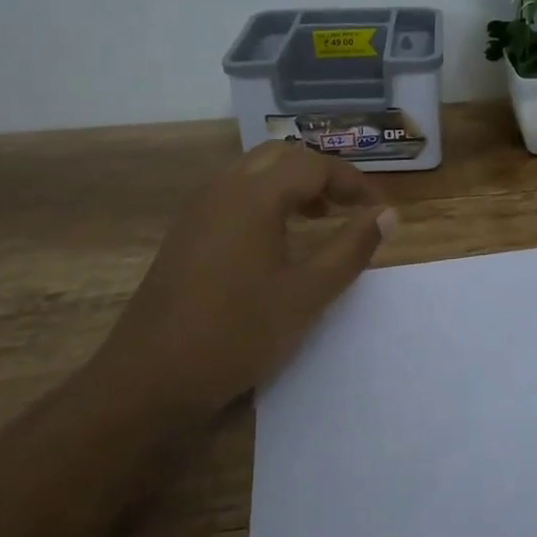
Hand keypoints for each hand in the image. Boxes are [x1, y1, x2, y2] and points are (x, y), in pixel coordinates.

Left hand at [107, 144, 397, 410]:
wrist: (148, 379)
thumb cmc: (236, 333)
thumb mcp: (307, 294)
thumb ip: (351, 248)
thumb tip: (388, 214)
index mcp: (254, 195)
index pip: (314, 164)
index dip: (352, 182)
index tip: (378, 210)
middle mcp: (223, 188)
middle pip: (282, 156)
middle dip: (322, 175)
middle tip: (350, 207)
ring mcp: (198, 209)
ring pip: (255, 172)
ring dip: (292, 185)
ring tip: (320, 218)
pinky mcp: (185, 232)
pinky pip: (234, 194)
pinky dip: (266, 199)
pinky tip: (277, 240)